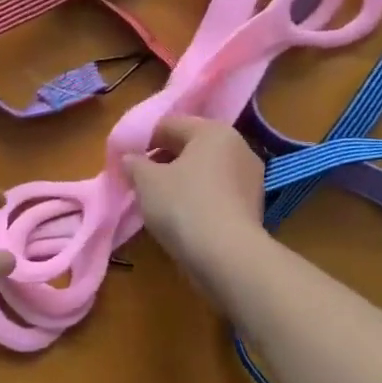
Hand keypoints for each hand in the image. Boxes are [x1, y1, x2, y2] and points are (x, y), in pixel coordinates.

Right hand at [122, 117, 265, 264]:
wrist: (227, 256)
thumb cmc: (183, 205)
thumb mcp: (146, 181)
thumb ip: (134, 163)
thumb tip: (130, 158)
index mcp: (213, 131)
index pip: (170, 125)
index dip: (144, 140)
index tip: (127, 161)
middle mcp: (238, 146)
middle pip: (191, 146)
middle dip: (164, 160)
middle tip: (141, 181)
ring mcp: (250, 177)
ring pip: (206, 171)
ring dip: (182, 180)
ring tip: (159, 201)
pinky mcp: (254, 206)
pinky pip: (218, 193)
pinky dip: (199, 198)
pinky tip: (183, 216)